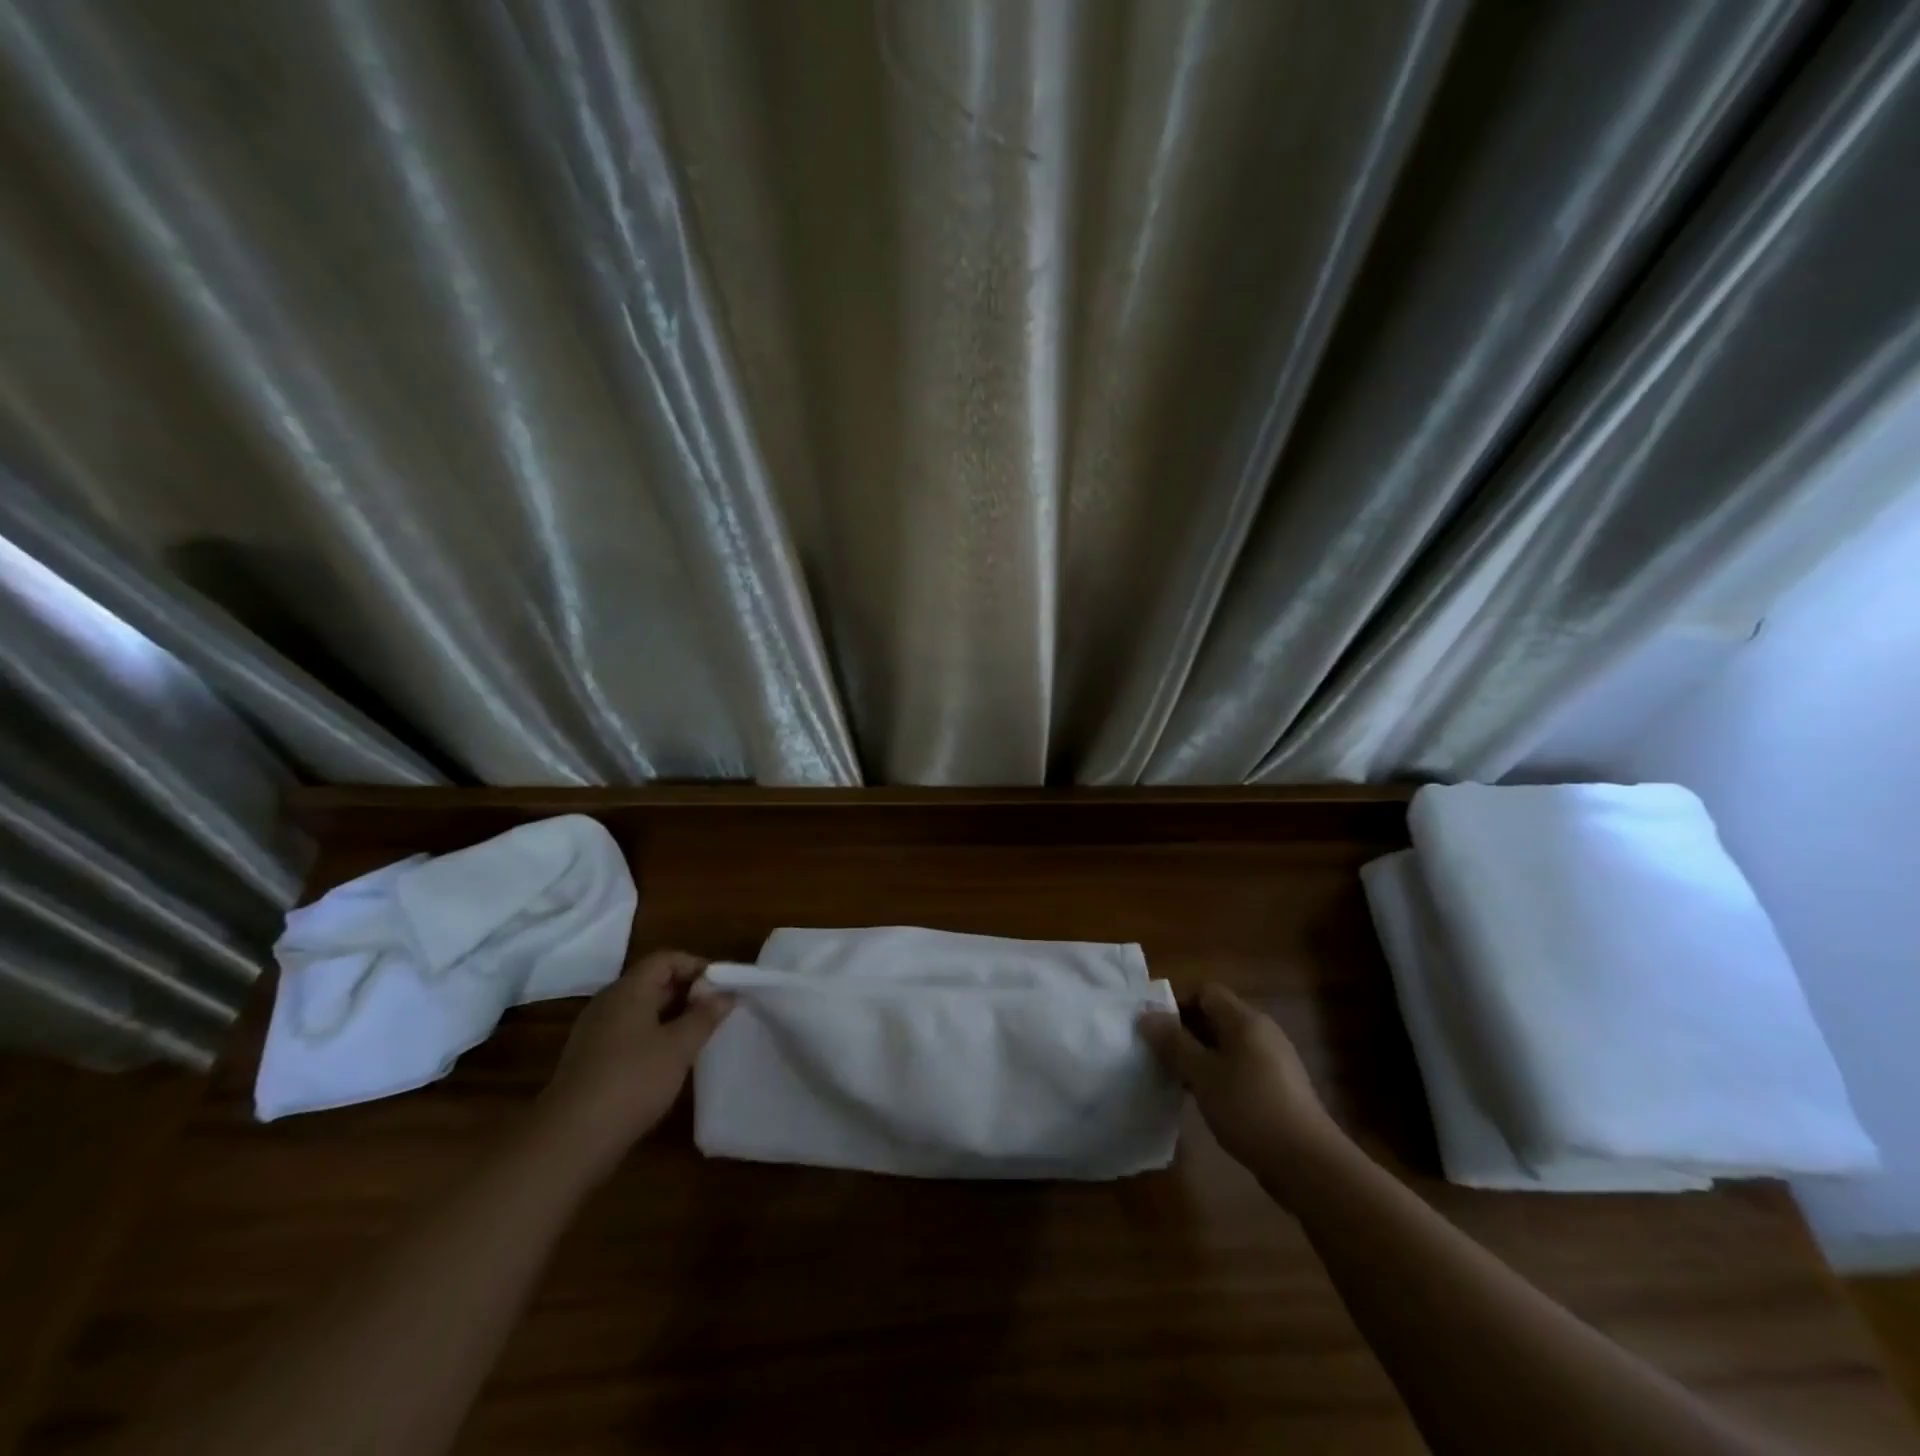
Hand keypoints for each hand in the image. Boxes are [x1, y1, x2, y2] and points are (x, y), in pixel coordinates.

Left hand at [534, 949, 733, 1178]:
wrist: (570, 1140)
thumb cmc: (632, 1081)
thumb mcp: (679, 1047)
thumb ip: (704, 1016)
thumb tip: (725, 994)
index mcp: (628, 990)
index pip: (665, 959)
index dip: (696, 966)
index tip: (722, 986)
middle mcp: (608, 1003)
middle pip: (652, 982)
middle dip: (687, 991)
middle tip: (716, 1010)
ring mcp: (595, 1032)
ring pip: (640, 1010)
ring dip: (671, 1016)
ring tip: (699, 1035)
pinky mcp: (590, 1060)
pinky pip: (628, 1033)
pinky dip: (653, 1036)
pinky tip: (669, 1061)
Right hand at [1139, 984, 1345, 1185]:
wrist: (1307, 1164)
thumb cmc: (1249, 1108)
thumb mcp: (1202, 1074)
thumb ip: (1173, 1043)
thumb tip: (1146, 1015)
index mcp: (1245, 1020)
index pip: (1205, 992)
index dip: (1177, 1003)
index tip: (1154, 1028)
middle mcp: (1262, 1032)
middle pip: (1216, 1017)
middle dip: (1185, 1031)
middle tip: (1159, 1054)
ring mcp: (1274, 1060)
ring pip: (1227, 1045)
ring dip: (1200, 1056)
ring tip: (1176, 1078)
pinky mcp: (1279, 1087)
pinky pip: (1240, 1067)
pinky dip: (1219, 1074)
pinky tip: (1205, 1099)